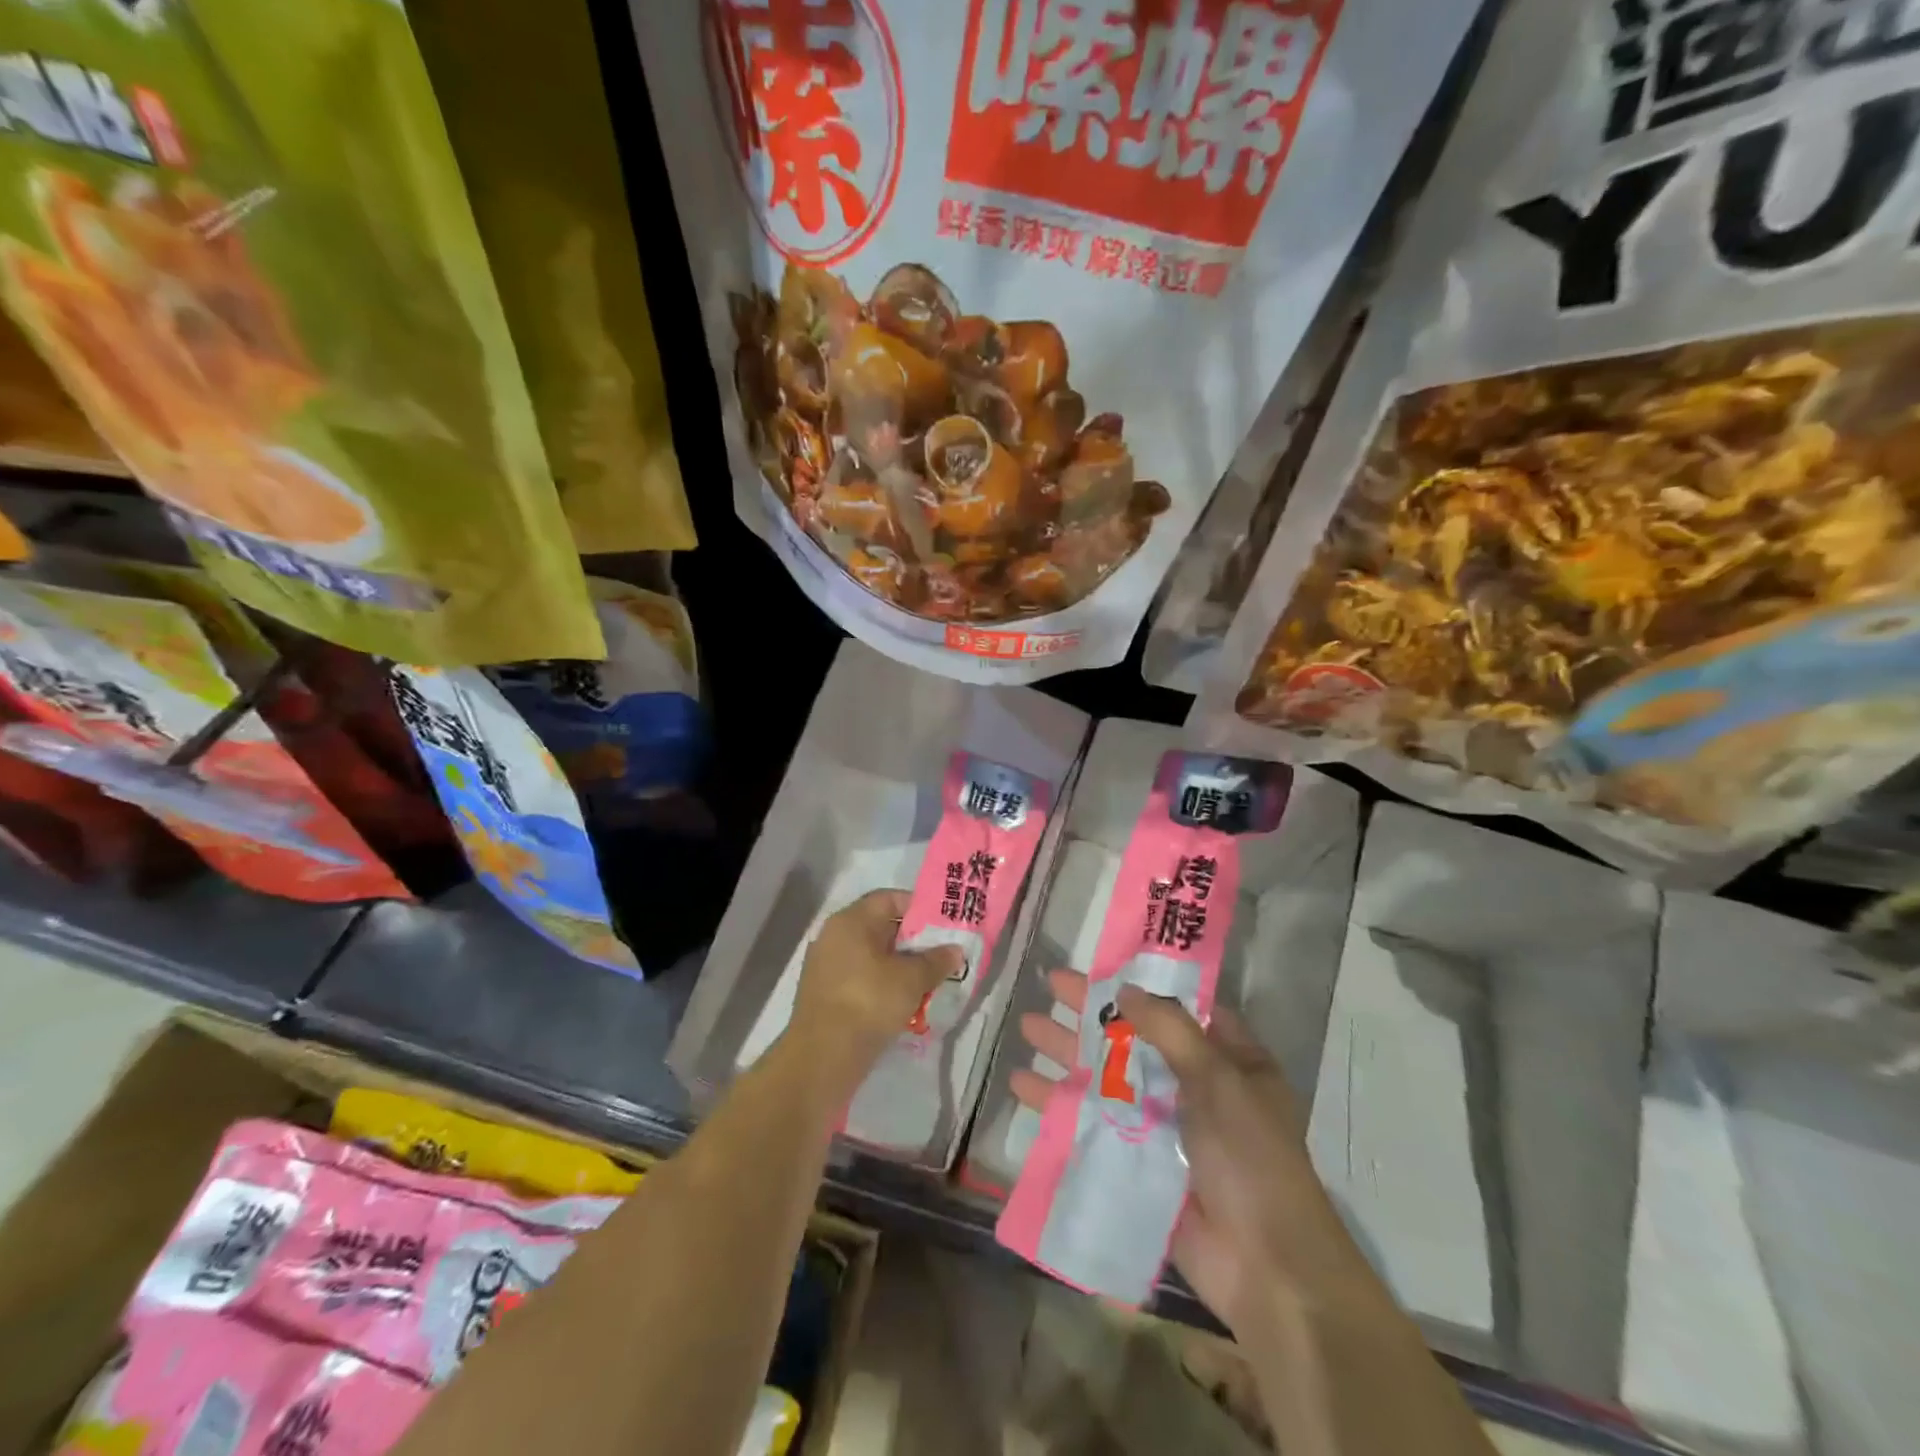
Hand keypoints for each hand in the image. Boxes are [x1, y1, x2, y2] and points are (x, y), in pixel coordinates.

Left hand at [789, 889, 963, 1083]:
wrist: (822, 1056)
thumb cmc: (869, 1002)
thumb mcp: (911, 980)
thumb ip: (936, 961)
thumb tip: (954, 950)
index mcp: (851, 920)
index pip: (889, 898)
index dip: (918, 907)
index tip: (942, 925)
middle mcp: (834, 936)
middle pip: (880, 927)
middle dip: (912, 941)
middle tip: (940, 955)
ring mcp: (826, 966)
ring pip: (871, 956)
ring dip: (898, 967)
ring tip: (926, 982)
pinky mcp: (824, 994)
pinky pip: (860, 978)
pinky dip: (881, 985)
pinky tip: (902, 1003)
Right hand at [1014, 972, 1373, 1335]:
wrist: (1262, 1264)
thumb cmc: (1250, 1155)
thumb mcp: (1219, 1078)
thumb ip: (1170, 1028)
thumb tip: (1126, 988)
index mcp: (1228, 1061)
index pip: (1180, 1009)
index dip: (1143, 987)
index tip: (1103, 965)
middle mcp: (1193, 1087)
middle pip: (1133, 1038)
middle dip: (1091, 1014)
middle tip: (1050, 985)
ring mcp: (1161, 1125)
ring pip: (1105, 1077)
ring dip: (1067, 1053)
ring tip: (1026, 1027)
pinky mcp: (1135, 1161)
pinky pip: (1092, 1122)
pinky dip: (1059, 1103)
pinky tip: (1023, 1086)